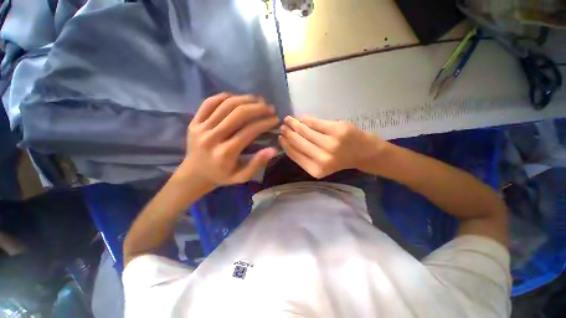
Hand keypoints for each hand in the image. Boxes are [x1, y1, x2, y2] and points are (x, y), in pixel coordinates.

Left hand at [178, 93, 279, 185]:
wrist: (194, 174)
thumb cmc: (221, 176)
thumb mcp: (242, 176)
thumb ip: (257, 163)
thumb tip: (273, 149)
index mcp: (225, 153)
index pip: (249, 131)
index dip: (265, 122)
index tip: (275, 119)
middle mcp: (212, 138)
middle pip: (238, 114)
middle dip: (258, 108)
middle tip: (269, 107)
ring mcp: (201, 128)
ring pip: (225, 105)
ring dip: (244, 99)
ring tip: (257, 100)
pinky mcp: (194, 122)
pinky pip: (209, 103)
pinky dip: (223, 97)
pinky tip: (236, 97)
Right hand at [279, 116, 385, 177]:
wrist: (364, 153)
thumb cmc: (340, 160)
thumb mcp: (321, 165)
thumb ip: (305, 156)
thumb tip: (288, 140)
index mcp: (316, 169)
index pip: (294, 154)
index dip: (285, 145)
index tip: (280, 138)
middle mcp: (322, 158)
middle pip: (298, 141)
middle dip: (288, 132)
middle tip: (282, 126)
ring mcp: (331, 143)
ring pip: (305, 130)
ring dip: (294, 123)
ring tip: (288, 119)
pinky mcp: (338, 130)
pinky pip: (316, 122)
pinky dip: (306, 119)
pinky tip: (301, 118)